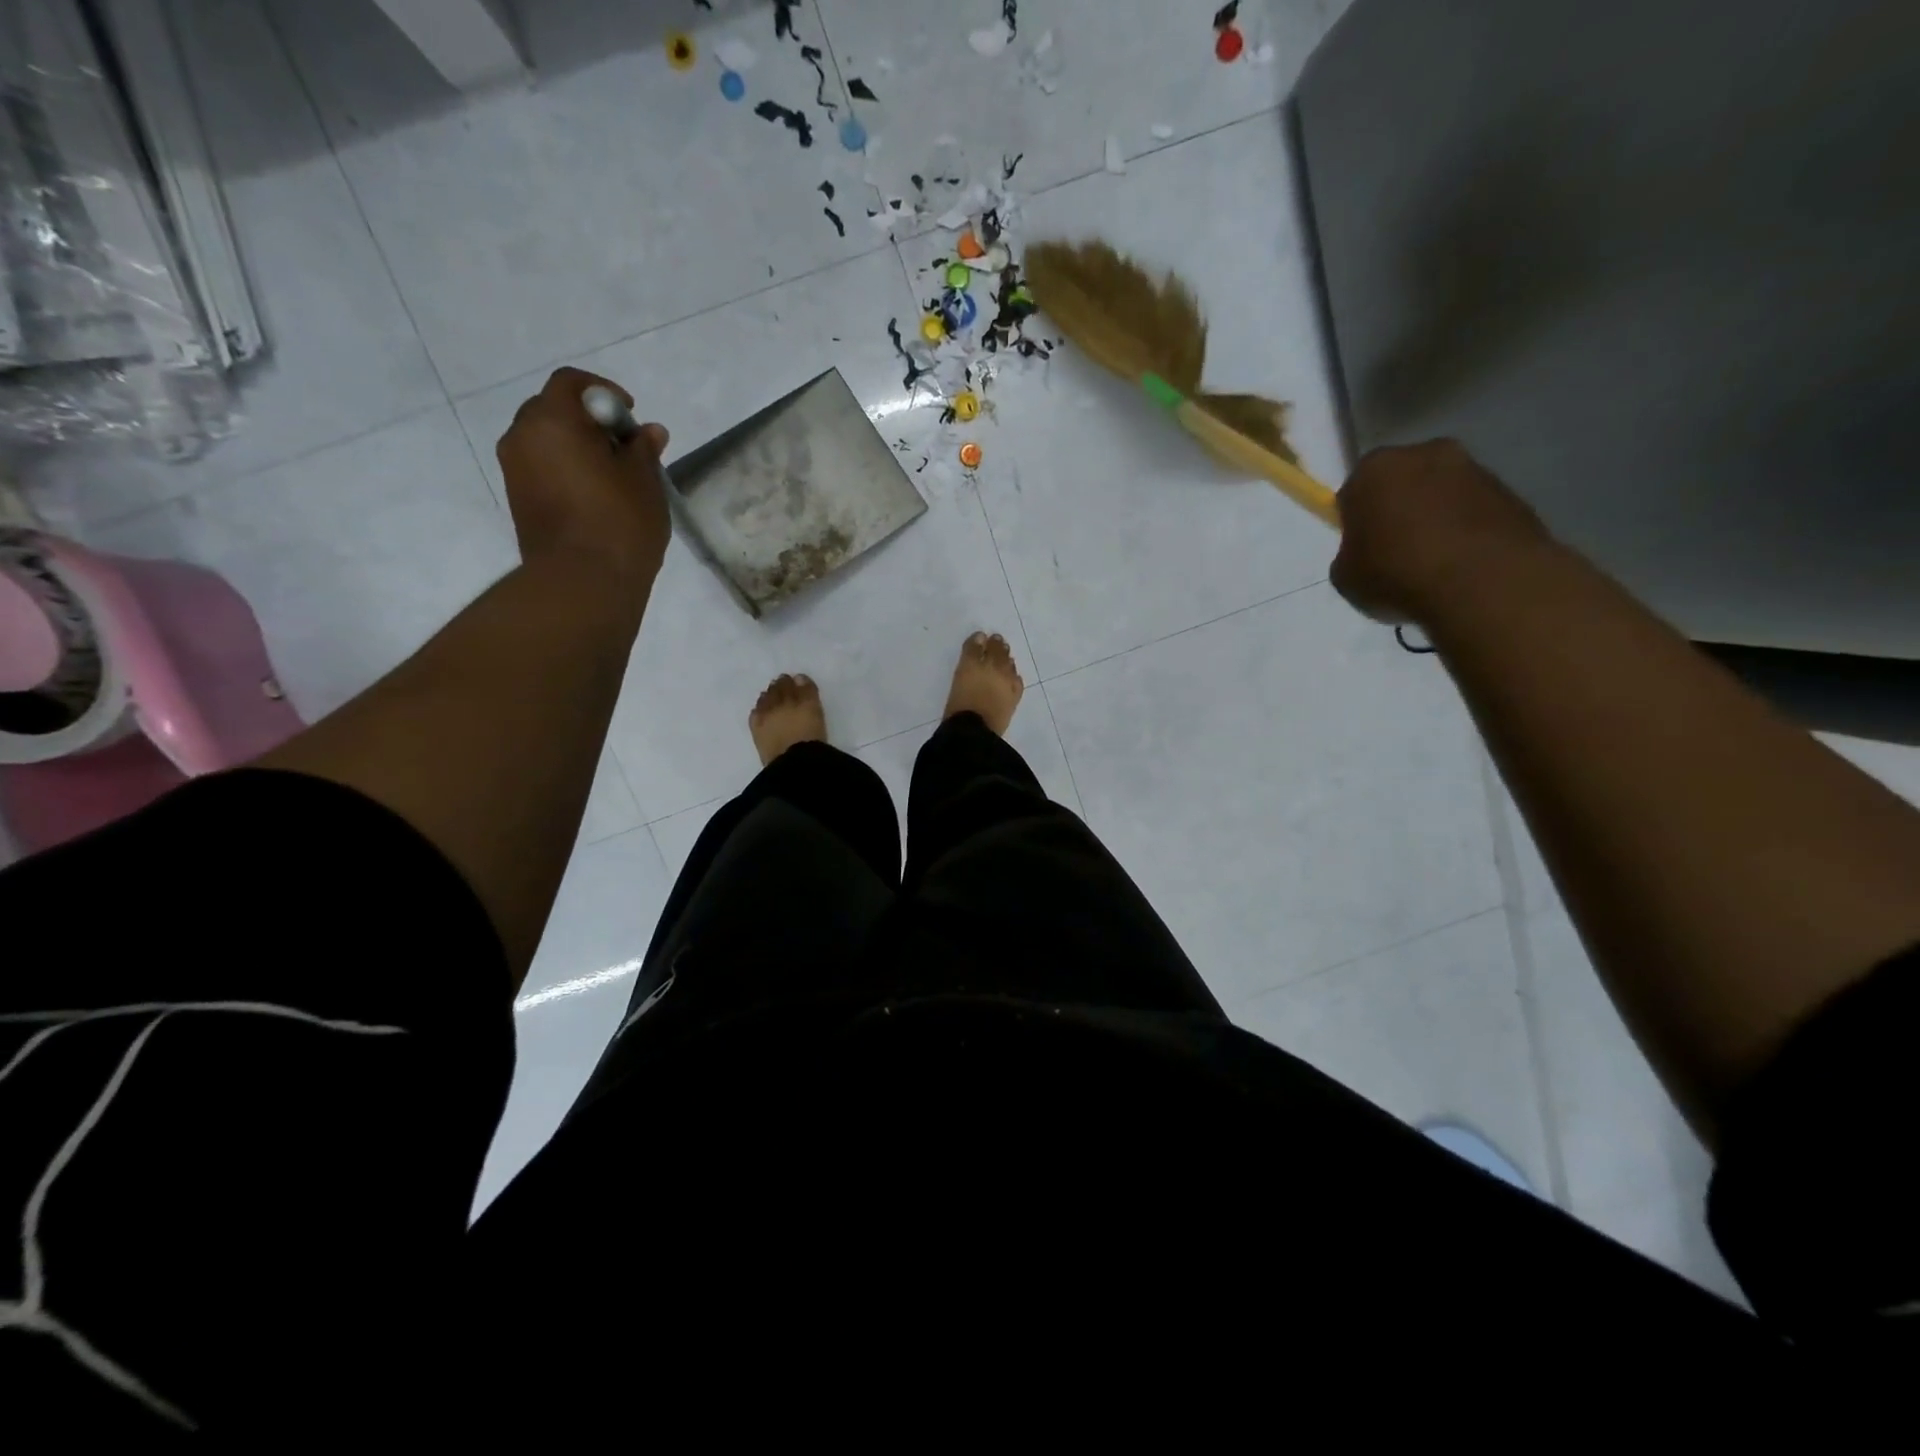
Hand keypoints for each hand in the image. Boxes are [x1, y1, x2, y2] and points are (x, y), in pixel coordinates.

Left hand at [497, 367, 671, 586]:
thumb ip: (642, 449)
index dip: (604, 392)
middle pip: (555, 410)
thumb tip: (648, 431)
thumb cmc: (619, 523)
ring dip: (578, 448)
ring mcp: (515, 469)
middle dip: (590, 421)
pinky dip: (567, 470)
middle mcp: (522, 436)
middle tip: (625, 448)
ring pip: (548, 442)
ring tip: (614, 476)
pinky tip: (596, 496)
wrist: (582, 582)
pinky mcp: (519, 499)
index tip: (630, 417)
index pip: (571, 383)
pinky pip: (543, 468)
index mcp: (552, 420)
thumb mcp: (644, 480)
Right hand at [1330, 439, 1550, 622]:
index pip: (1354, 491)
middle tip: (1394, 552)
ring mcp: (1474, 468)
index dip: (1355, 521)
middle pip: (1402, 483)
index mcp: (1374, 468)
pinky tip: (1462, 565)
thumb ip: (1350, 555)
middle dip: (1398, 510)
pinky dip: (1467, 530)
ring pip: (1441, 494)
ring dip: (1435, 518)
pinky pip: (1474, 511)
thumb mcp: (1346, 577)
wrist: (1483, 582)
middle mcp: (1425, 453)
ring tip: (1433, 563)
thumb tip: (1367, 553)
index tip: (1360, 548)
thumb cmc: (1396, 574)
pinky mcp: (1511, 491)